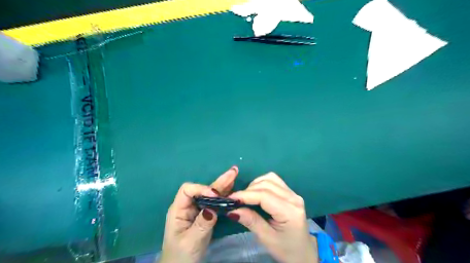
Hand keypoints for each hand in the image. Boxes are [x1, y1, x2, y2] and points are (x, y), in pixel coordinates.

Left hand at [160, 167, 238, 262]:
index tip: (215, 195)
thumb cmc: (180, 255)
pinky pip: (216, 202)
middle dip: (218, 181)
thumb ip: (201, 224)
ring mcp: (198, 210)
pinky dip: (225, 195)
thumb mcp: (190, 241)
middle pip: (203, 189)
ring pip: (211, 194)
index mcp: (179, 209)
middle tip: (233, 172)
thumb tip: (213, 209)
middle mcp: (189, 206)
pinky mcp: (206, 215)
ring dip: (224, 185)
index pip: (188, 190)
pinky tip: (232, 188)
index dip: (202, 189)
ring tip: (235, 174)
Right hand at [229, 171, 318, 262]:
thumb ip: (251, 221)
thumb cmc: (286, 249)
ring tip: (246, 197)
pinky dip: (262, 183)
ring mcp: (293, 193)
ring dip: (255, 185)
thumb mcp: (267, 238)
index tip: (230, 198)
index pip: (264, 195)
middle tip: (236, 200)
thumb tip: (233, 210)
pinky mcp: (291, 193)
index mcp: (290, 211)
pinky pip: (274, 181)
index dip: (246, 195)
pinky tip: (256, 193)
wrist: (304, 252)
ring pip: (270, 178)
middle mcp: (294, 198)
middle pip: (267, 184)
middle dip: (248, 190)